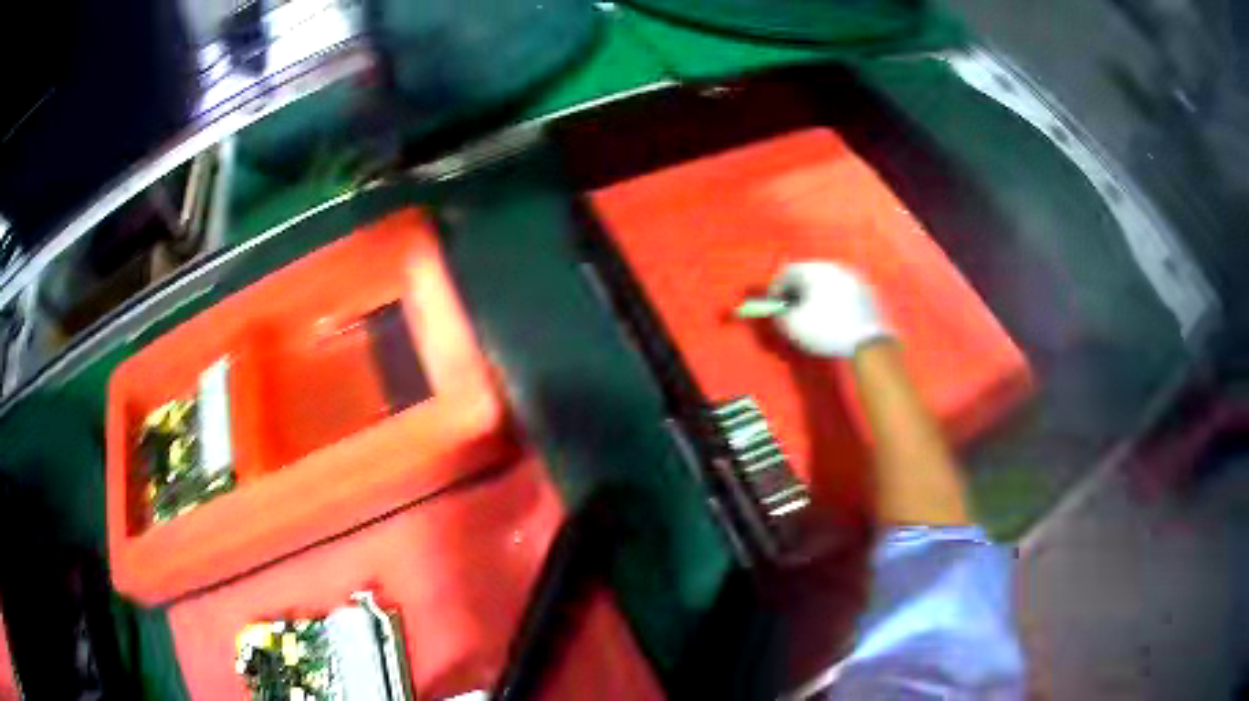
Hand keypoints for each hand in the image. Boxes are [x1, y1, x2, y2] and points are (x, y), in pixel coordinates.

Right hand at [769, 261, 890, 357]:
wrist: (867, 341)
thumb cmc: (826, 329)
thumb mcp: (793, 325)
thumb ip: (780, 315)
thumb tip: (779, 312)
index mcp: (814, 269)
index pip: (786, 273)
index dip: (776, 290)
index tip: (774, 307)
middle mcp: (833, 267)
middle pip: (807, 275)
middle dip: (797, 292)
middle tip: (792, 311)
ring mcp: (852, 278)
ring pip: (825, 283)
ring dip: (815, 297)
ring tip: (813, 316)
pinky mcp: (865, 291)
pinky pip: (841, 292)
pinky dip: (832, 302)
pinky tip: (833, 319)